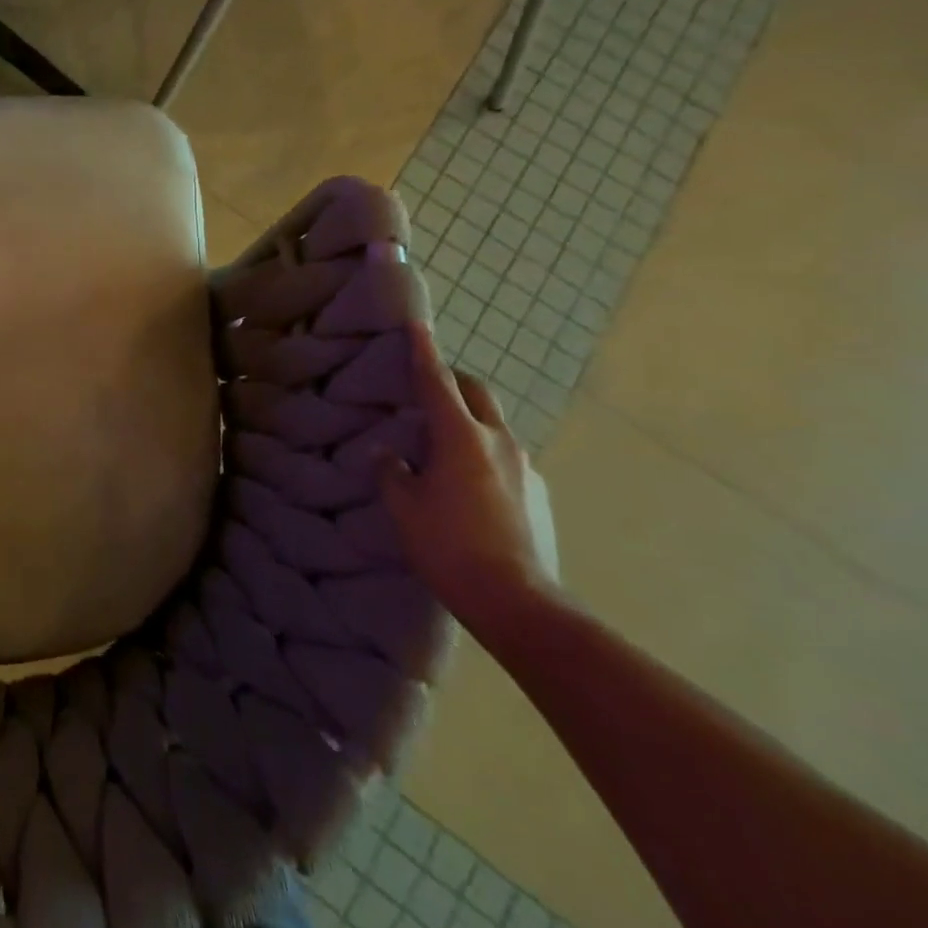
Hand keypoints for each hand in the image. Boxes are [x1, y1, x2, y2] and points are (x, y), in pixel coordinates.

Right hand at [374, 324, 557, 641]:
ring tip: (442, 446)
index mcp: (461, 438)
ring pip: (493, 425)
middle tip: (426, 390)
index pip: (437, 382)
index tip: (417, 324)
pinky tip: (468, 486)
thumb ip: (393, 472)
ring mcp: (525, 467)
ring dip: (468, 421)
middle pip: (476, 393)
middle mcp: (499, 441)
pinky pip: (505, 456)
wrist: (519, 603)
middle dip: (452, 382)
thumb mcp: (404, 507)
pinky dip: (483, 453)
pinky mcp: (538, 493)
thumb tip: (389, 454)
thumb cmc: (449, 547)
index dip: (423, 351)